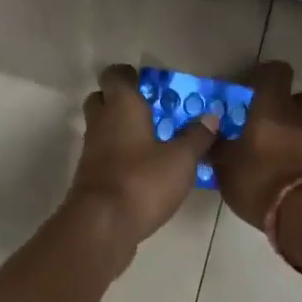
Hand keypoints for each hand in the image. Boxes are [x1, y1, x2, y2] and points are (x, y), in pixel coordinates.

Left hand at [65, 64, 218, 248]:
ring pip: (102, 128)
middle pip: (102, 99)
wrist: (101, 226)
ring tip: (153, 141)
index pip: (115, 75)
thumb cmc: (142, 181)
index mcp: (121, 106)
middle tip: (151, 110)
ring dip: (121, 130)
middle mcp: (101, 122)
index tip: (150, 83)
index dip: (129, 75)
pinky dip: (119, 155)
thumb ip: (196, 137)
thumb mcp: (181, 160)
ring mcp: (91, 150)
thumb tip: (211, 117)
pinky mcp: (90, 176)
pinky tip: (143, 168)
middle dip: (122, 101)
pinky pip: (104, 154)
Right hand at [211, 61, 301, 226]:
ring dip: (291, 127)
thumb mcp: (224, 164)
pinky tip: (279, 165)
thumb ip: (217, 145)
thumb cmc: (257, 178)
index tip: (248, 86)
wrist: (299, 214)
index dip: (263, 74)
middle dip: (283, 102)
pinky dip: (296, 149)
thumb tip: (210, 134)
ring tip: (270, 145)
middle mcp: (298, 116)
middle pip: (298, 96)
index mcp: (273, 106)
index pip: (277, 71)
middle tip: (262, 117)